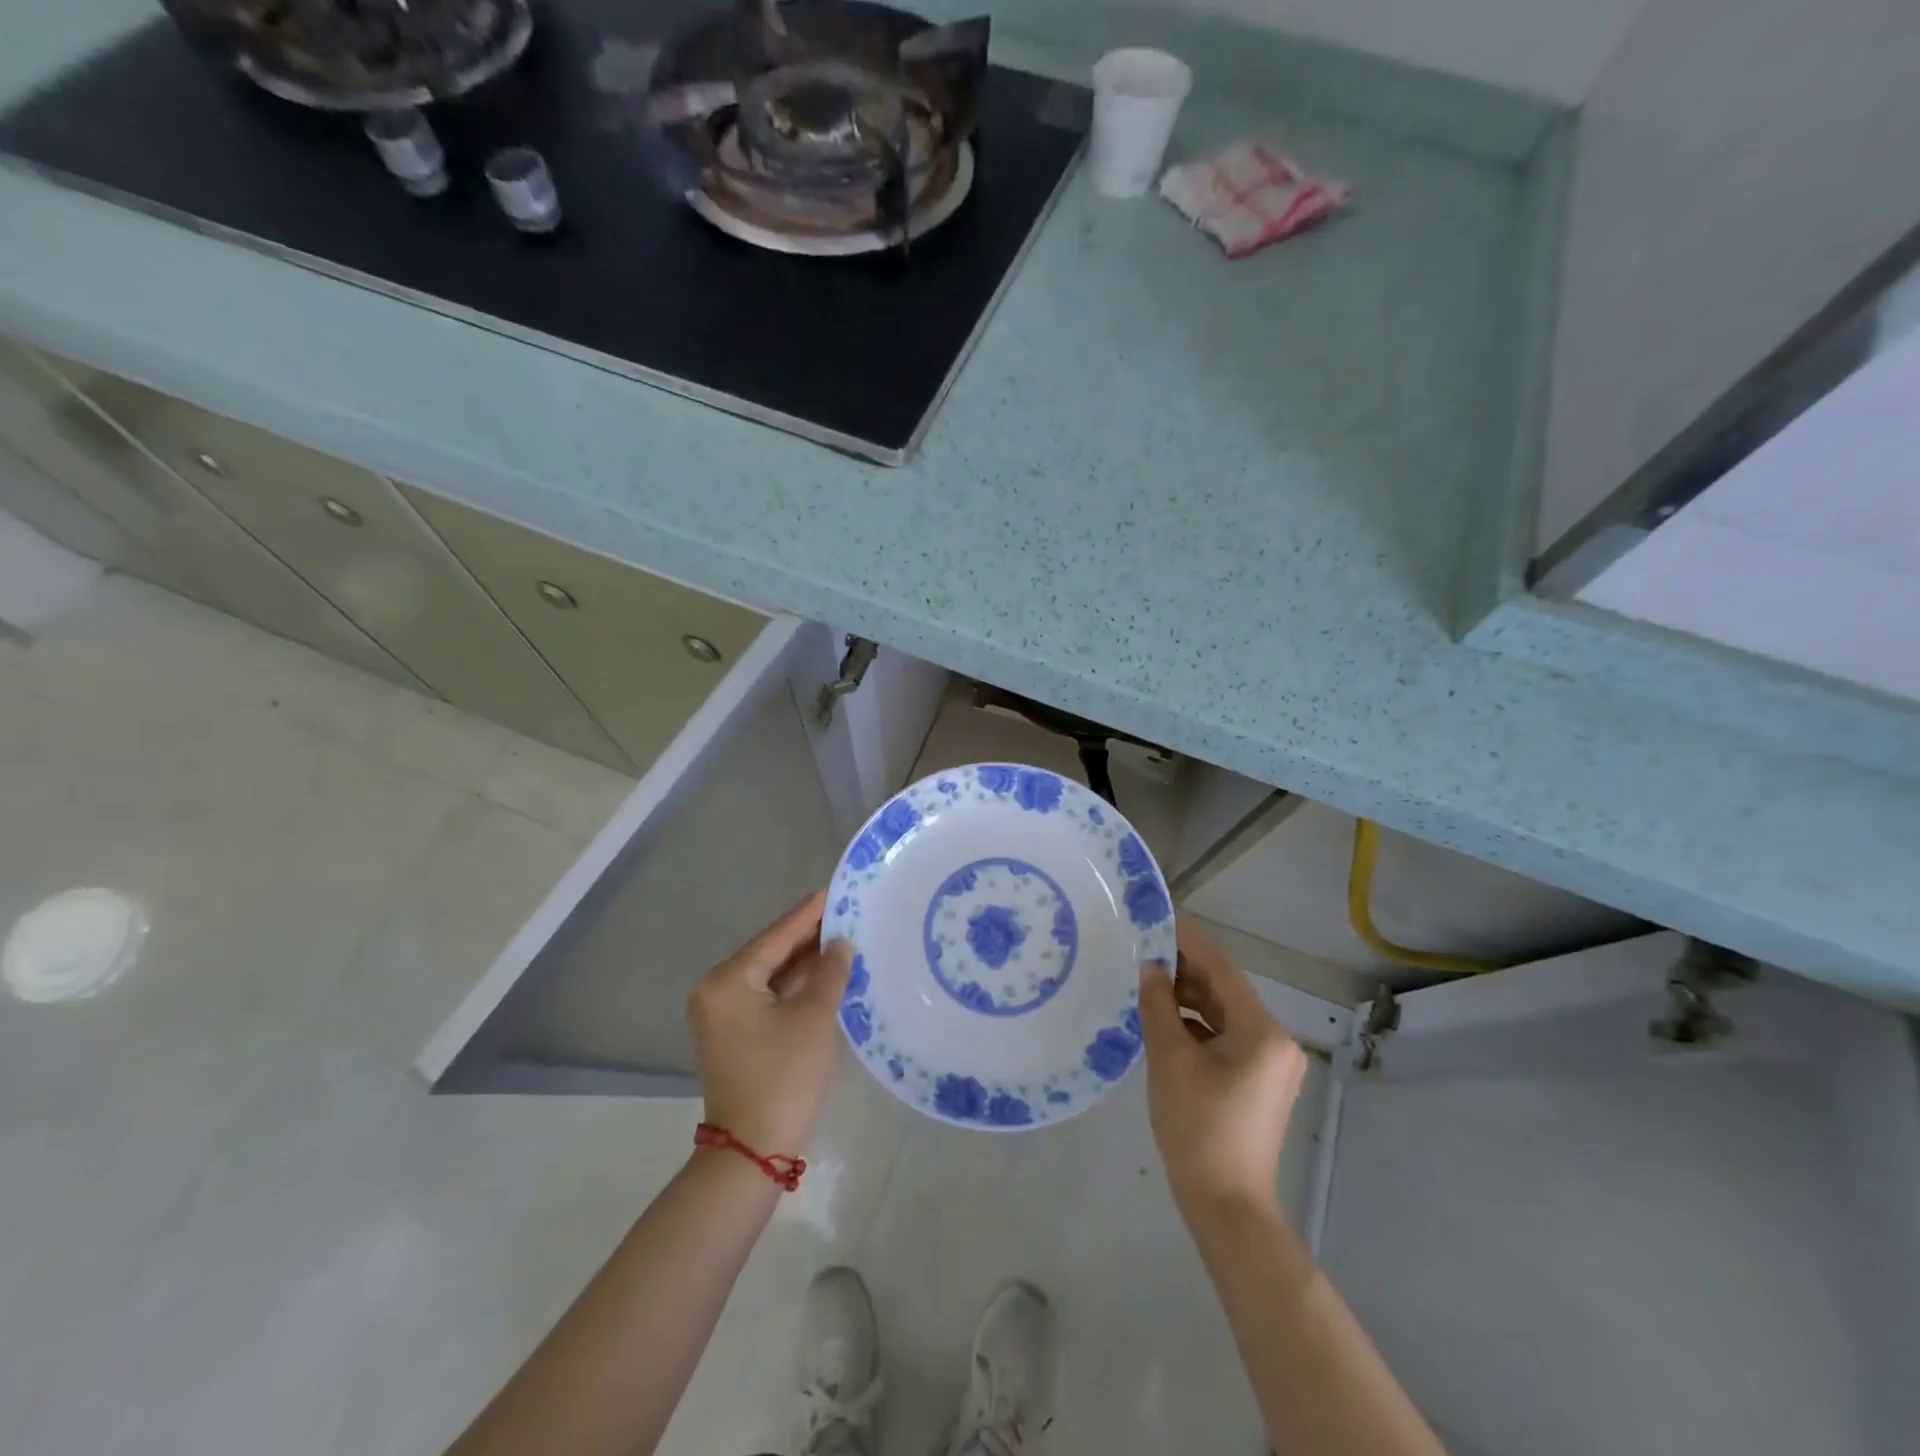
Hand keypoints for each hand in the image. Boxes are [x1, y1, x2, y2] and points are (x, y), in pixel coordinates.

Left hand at [686, 891, 853, 1156]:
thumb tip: (841, 943)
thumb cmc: (783, 1078)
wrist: (753, 1153)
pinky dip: (795, 987)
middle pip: (771, 953)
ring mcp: (723, 1014)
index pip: (776, 936)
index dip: (809, 914)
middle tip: (848, 914)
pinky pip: (768, 997)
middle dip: (809, 937)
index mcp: (728, 981)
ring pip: (771, 976)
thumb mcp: (814, 1019)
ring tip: (844, 938)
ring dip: (805, 963)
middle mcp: (717, 991)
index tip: (836, 890)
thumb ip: (829, 972)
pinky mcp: (735, 1034)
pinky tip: (826, 973)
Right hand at [1138, 921, 1307, 1222]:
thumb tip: (1150, 968)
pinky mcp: (1259, 1082)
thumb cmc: (1198, 1128)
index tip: (1159, 921)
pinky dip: (1198, 1026)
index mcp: (1262, 1032)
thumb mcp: (1170, 1059)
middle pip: (1226, 992)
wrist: (1226, 1206)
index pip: (1222, 971)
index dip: (1189, 944)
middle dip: (1185, 972)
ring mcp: (1271, 1064)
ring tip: (1149, 985)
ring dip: (1189, 1000)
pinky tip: (1166, 1023)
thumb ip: (1159, 1005)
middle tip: (1144, 953)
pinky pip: (1227, 1038)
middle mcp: (1276, 1041)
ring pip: (1225, 1015)